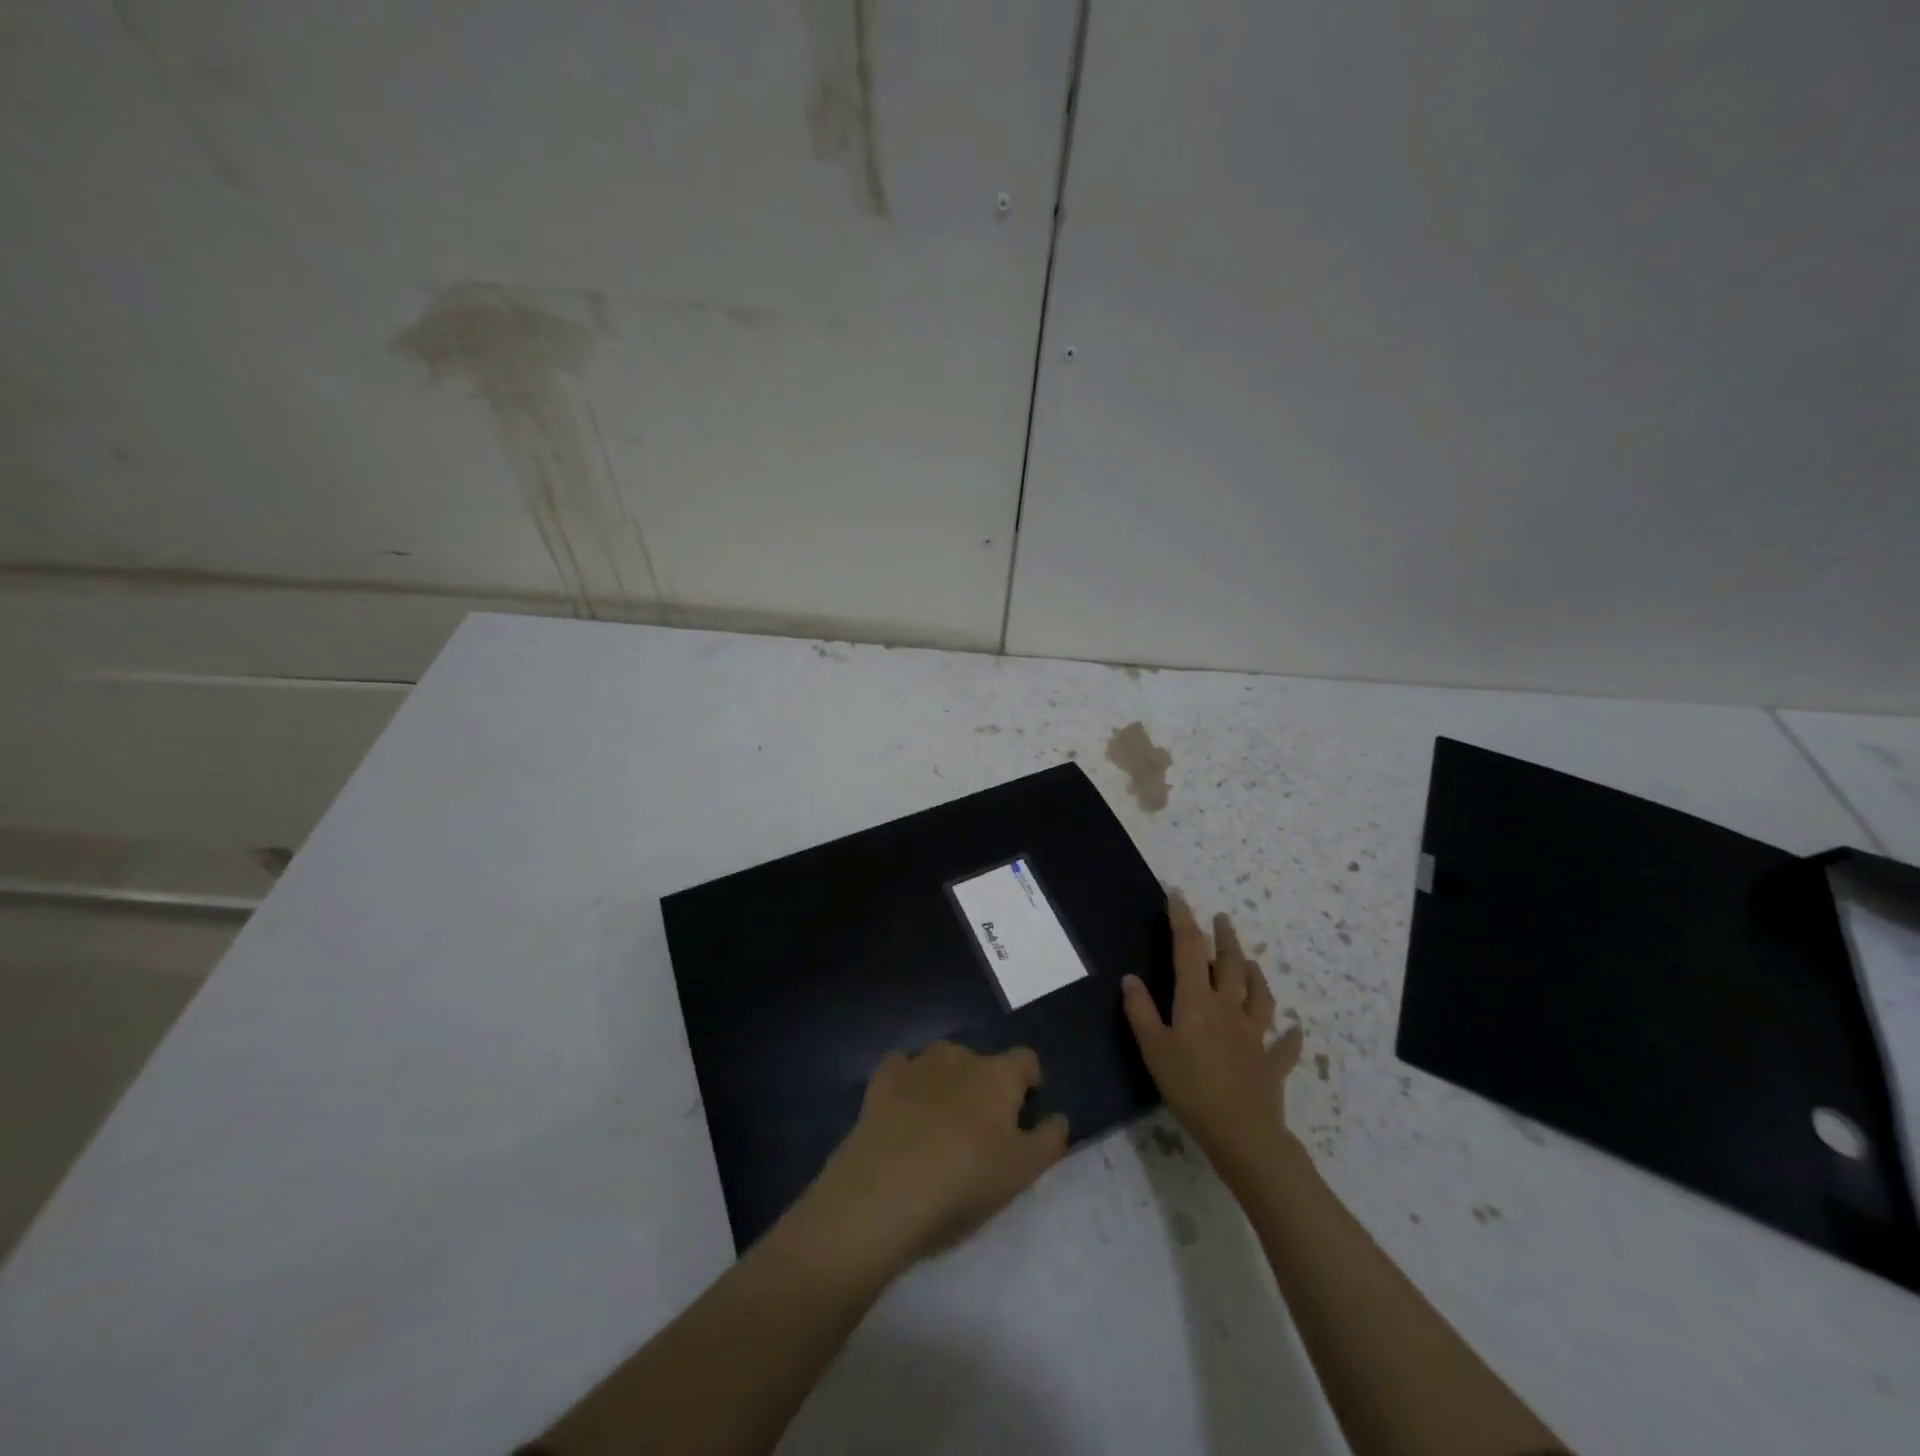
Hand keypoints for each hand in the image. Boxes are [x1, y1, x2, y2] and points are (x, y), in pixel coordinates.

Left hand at [801, 1041, 1069, 1274]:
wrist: (885, 1189)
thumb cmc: (964, 1180)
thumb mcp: (1022, 1172)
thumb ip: (1049, 1140)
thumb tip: (1059, 1118)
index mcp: (998, 1074)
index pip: (1026, 1059)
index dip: (1029, 1082)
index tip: (1025, 1113)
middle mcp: (960, 1056)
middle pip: (982, 1061)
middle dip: (984, 1086)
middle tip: (981, 1130)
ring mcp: (918, 1063)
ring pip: (942, 1061)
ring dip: (947, 1082)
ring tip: (941, 1123)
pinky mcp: (882, 1079)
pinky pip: (902, 1068)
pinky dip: (908, 1082)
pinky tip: (904, 1109)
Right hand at [1122, 891, 1303, 1178]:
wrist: (1241, 1132)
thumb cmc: (1189, 1087)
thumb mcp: (1153, 1049)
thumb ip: (1140, 1011)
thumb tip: (1130, 978)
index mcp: (1197, 1000)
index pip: (1188, 949)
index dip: (1182, 920)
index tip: (1178, 895)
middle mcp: (1228, 1007)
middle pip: (1229, 964)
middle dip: (1223, 938)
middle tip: (1222, 918)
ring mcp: (1254, 1034)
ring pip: (1258, 994)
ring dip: (1254, 973)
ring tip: (1251, 961)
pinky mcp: (1271, 1062)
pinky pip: (1283, 1044)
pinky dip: (1288, 1035)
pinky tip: (1293, 1029)